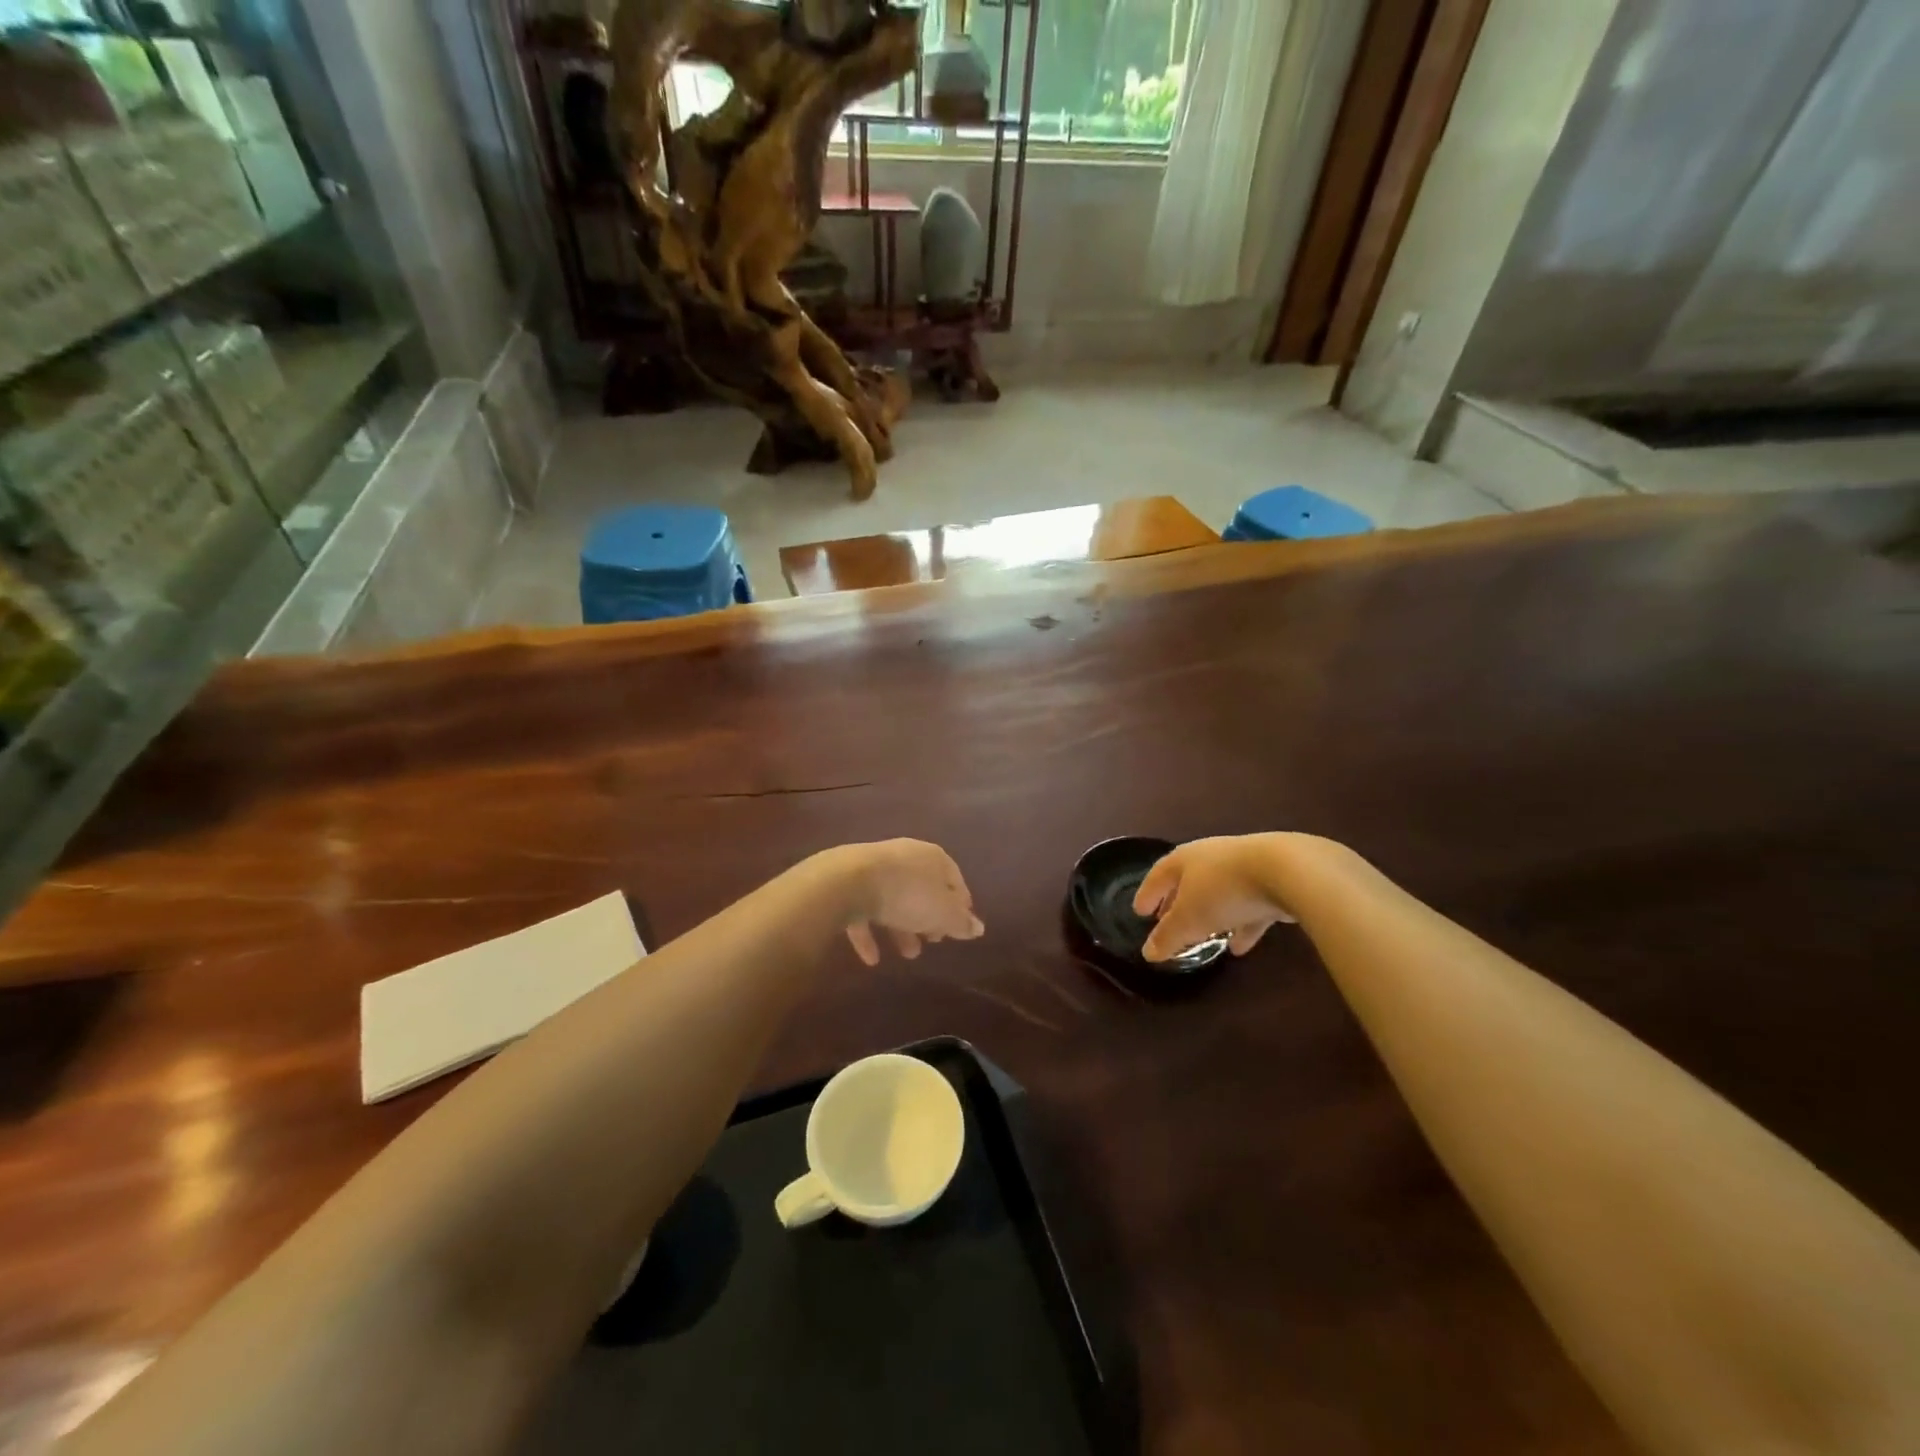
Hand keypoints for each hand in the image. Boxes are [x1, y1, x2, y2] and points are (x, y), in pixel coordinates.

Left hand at [835, 840, 984, 965]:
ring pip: (894, 900)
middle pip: (923, 889)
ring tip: (908, 954)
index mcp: (933, 857)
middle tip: (933, 941)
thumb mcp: (943, 913)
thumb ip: (961, 922)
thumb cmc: (907, 895)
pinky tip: (871, 959)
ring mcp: (874, 868)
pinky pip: (865, 910)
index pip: (955, 879)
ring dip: (902, 928)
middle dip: (929, 917)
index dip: (960, 904)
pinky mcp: (849, 883)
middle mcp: (905, 857)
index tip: (960, 928)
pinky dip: (871, 933)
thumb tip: (979, 928)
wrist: (848, 882)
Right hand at [1132, 834, 1297, 962]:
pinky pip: (1249, 905)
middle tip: (1167, 923)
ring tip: (1204, 938)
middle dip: (1177, 904)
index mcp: (1185, 859)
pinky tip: (1240, 947)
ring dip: (1211, 916)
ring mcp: (1244, 867)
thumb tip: (1148, 953)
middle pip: (1188, 882)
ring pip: (1220, 894)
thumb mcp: (1190, 918)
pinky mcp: (1273, 880)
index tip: (1138, 912)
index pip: (1158, 875)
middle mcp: (1211, 857)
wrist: (1288, 871)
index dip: (1147, 894)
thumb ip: (1168, 936)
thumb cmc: (1224, 889)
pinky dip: (1241, 924)